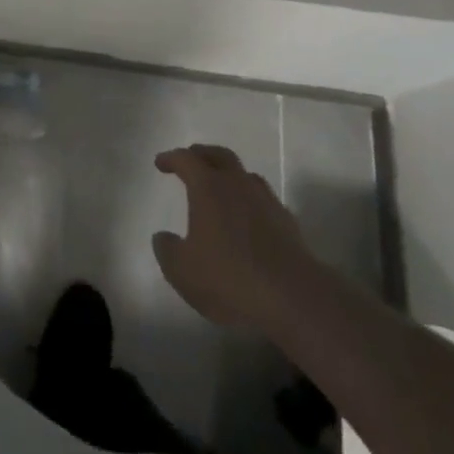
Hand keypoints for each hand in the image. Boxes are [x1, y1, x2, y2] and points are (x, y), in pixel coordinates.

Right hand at [153, 145, 317, 333]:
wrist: (293, 299)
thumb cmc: (229, 279)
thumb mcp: (182, 271)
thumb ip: (167, 250)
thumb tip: (163, 237)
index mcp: (208, 187)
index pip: (186, 159)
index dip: (171, 159)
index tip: (160, 164)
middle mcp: (238, 184)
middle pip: (219, 155)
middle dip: (202, 154)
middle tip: (190, 160)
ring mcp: (266, 201)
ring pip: (245, 174)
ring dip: (229, 174)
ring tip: (220, 187)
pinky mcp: (287, 222)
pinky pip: (263, 199)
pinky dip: (250, 200)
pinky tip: (247, 218)